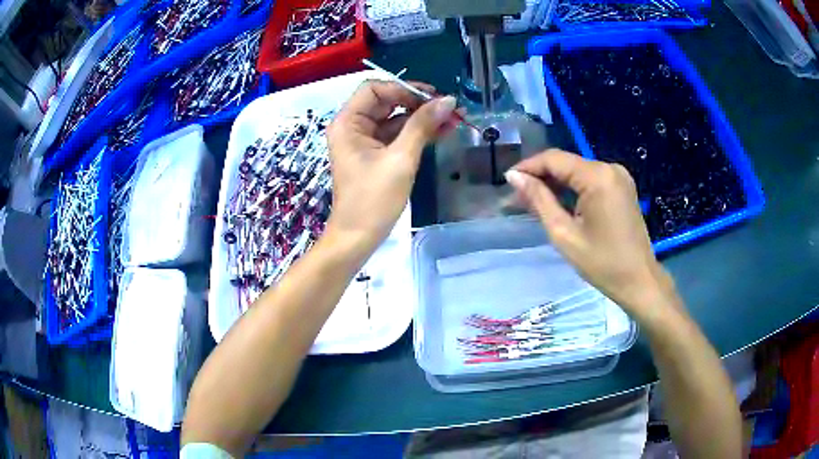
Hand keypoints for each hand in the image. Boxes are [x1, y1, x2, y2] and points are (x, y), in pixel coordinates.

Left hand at [326, 80, 455, 250]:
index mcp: (348, 122)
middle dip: (418, 103)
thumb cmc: (373, 199)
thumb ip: (423, 125)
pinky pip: (397, 136)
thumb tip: (448, 100)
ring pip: (395, 119)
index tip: (432, 97)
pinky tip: (443, 131)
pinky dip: (417, 133)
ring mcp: (364, 141)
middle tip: (448, 108)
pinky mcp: (375, 155)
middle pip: (386, 102)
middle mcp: (353, 127)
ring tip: (454, 119)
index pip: (375, 89)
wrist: (358, 238)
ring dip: (422, 118)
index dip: (404, 88)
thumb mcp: (401, 159)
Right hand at [505, 149, 676, 320]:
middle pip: (566, 163)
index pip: (554, 159)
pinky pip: (591, 180)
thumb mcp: (564, 234)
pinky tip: (558, 202)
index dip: (528, 167)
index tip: (508, 181)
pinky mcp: (622, 187)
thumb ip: (539, 200)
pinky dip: (573, 189)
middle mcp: (610, 168)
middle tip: (518, 196)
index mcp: (598, 177)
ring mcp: (619, 176)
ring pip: (577, 171)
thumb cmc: (602, 263)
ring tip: (533, 201)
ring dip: (556, 183)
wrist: (639, 281)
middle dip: (541, 176)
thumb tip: (514, 177)